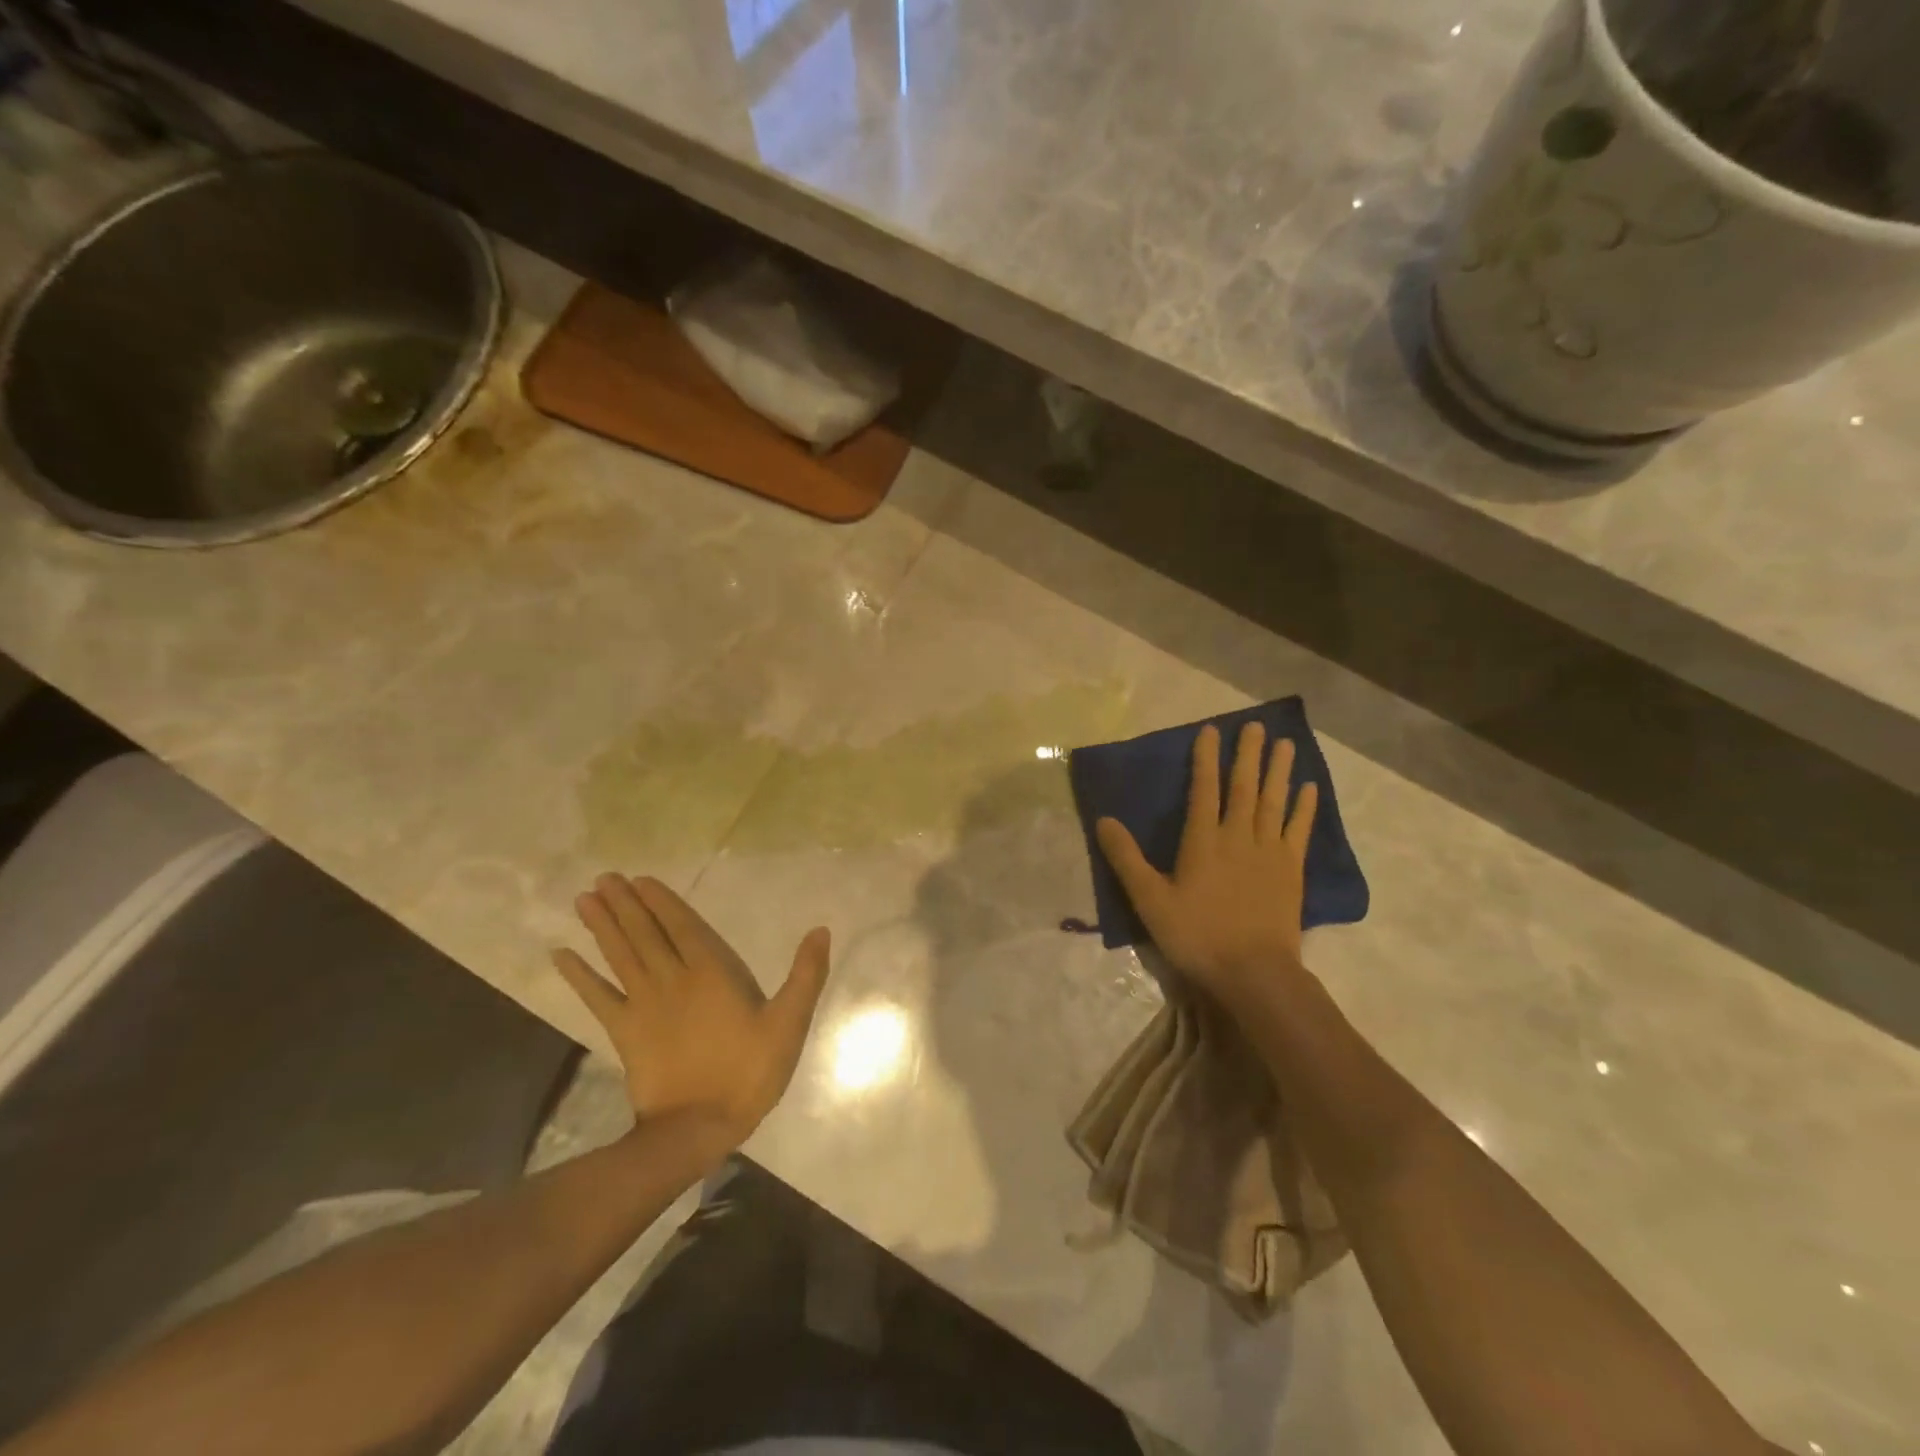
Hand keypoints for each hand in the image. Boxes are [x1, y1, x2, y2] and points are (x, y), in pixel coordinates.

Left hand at [552, 874, 830, 1140]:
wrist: (698, 1128)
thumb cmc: (749, 1072)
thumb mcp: (789, 1023)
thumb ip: (806, 975)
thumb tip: (821, 930)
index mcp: (713, 973)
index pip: (683, 927)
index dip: (662, 902)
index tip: (640, 879)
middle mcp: (673, 979)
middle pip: (645, 934)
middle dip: (626, 904)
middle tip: (604, 878)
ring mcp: (644, 1005)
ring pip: (620, 956)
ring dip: (602, 926)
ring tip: (584, 899)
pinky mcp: (624, 1032)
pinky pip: (597, 997)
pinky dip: (578, 976)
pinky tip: (560, 955)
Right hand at [1096, 722, 1318, 1011]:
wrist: (1254, 972)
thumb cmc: (1196, 935)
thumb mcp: (1149, 900)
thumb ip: (1126, 859)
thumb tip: (1103, 820)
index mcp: (1203, 841)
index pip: (1204, 789)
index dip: (1206, 758)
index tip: (1211, 730)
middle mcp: (1238, 837)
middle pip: (1243, 788)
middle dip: (1248, 755)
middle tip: (1256, 725)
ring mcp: (1270, 852)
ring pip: (1273, 802)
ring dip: (1278, 771)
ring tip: (1286, 744)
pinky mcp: (1291, 871)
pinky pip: (1299, 830)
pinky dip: (1303, 808)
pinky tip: (1308, 789)